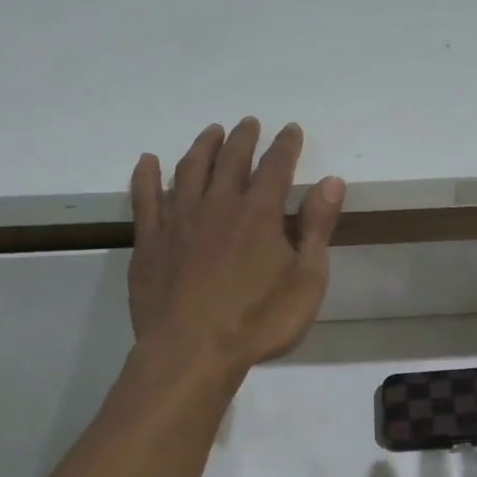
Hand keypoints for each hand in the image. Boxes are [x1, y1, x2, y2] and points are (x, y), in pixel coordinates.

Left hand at [128, 119, 344, 373]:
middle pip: (231, 160)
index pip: (276, 166)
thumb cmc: (259, 321)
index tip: (290, 129)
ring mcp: (179, 221)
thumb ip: (317, 227)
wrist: (191, 352)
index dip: (285, 145)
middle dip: (243, 138)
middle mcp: (218, 205)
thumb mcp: (306, 279)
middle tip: (248, 123)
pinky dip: (147, 176)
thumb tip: (331, 181)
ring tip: (211, 132)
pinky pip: (145, 198)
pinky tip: (148, 162)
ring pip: (190, 170)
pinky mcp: (150, 242)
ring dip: (202, 147)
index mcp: (259, 214)